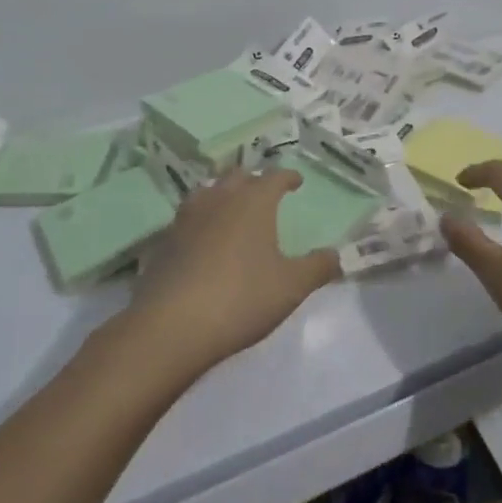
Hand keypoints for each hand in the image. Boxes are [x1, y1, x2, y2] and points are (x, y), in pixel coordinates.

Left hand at [127, 168, 340, 376]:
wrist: (171, 325)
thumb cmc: (241, 297)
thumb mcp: (291, 286)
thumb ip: (318, 267)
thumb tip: (336, 255)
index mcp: (253, 202)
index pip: (274, 177)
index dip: (287, 177)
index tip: (296, 181)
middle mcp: (219, 199)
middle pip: (238, 177)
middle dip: (253, 181)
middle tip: (264, 193)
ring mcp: (187, 218)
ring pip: (208, 193)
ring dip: (223, 195)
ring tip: (231, 209)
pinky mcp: (165, 241)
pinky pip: (188, 218)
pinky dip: (201, 221)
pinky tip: (204, 240)